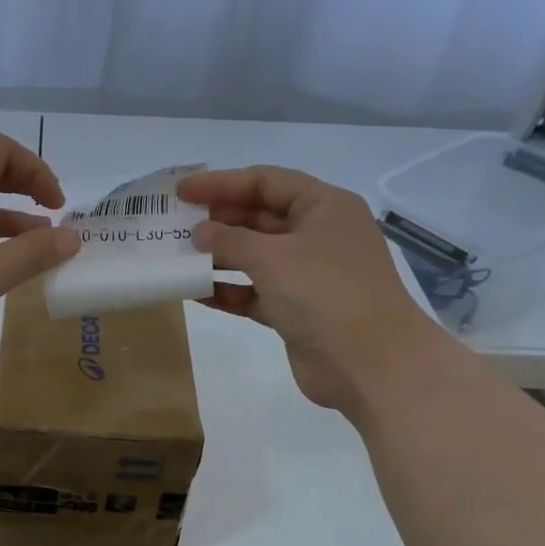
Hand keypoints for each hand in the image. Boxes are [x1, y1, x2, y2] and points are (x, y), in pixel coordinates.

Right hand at [179, 165, 437, 417]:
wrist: (369, 363)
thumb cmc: (325, 292)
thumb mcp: (272, 256)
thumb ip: (229, 240)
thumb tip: (200, 233)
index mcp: (324, 206)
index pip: (265, 182)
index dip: (221, 183)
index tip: (180, 192)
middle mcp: (317, 234)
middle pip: (259, 217)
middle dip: (218, 220)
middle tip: (175, 225)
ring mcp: (308, 274)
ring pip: (255, 256)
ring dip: (218, 256)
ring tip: (177, 257)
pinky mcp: (296, 310)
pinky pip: (254, 292)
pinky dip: (227, 290)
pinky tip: (194, 291)